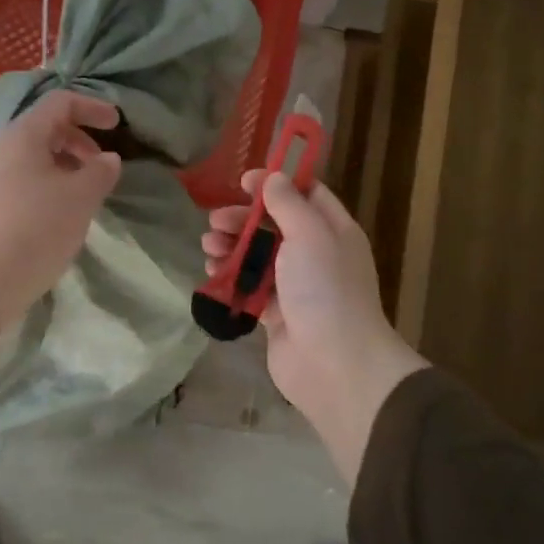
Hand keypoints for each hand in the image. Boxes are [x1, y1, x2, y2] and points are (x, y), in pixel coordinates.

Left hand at [0, 90, 123, 330]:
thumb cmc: (38, 228)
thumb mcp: (81, 198)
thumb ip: (100, 171)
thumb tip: (108, 159)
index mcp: (22, 136)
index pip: (60, 103)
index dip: (92, 107)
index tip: (116, 125)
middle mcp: (0, 148)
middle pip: (45, 128)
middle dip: (79, 141)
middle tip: (101, 167)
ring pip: (33, 157)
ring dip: (64, 165)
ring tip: (84, 193)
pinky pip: (21, 179)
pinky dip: (47, 184)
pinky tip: (60, 212)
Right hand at [202, 169, 425, 481]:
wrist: (335, 365)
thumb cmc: (325, 290)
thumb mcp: (309, 235)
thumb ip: (288, 204)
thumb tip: (273, 178)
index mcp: (333, 230)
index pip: (305, 194)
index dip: (275, 184)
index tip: (242, 182)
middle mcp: (316, 254)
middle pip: (274, 225)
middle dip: (242, 219)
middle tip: (215, 222)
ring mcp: (295, 286)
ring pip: (258, 256)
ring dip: (232, 247)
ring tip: (209, 248)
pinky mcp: (276, 314)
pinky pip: (250, 287)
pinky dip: (231, 277)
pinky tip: (213, 273)